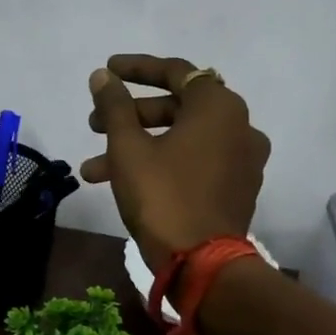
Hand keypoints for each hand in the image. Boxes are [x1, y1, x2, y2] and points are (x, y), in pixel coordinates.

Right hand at [84, 54, 269, 268]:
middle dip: (130, 116)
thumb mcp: (128, 148)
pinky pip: (196, 163)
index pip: (175, 72)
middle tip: (93, 125)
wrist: (202, 265)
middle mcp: (240, 126)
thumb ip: (114, 106)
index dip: (136, 69)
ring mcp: (243, 159)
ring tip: (92, 170)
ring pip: (182, 140)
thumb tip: (102, 76)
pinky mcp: (238, 188)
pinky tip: (125, 184)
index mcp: (219, 106)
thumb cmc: (163, 196)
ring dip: (138, 147)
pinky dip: (163, 164)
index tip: (107, 71)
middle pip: (177, 107)